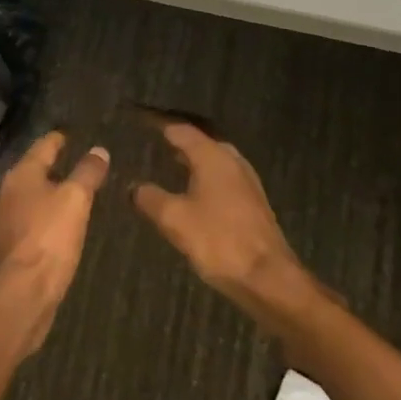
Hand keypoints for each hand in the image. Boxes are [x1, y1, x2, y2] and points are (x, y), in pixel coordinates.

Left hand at [0, 131, 108, 352]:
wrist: (22, 294)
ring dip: (48, 193)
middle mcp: (6, 192)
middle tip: (76, 162)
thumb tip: (99, 150)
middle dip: (52, 166)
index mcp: (21, 174)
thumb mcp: (76, 199)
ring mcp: (3, 221)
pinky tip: (57, 225)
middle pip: (33, 171)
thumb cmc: (49, 238)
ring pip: (29, 197)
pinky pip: (29, 221)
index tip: (71, 134)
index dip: (59, 139)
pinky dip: (43, 216)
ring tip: (70, 193)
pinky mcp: (8, 247)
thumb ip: (88, 172)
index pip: (43, 146)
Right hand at [133, 123, 322, 332]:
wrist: (266, 276)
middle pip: (202, 142)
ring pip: (215, 161)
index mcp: (213, 156)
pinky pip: (224, 178)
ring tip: (171, 165)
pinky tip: (195, 193)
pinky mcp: (253, 202)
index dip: (161, 126)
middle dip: (180, 142)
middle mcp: (232, 161)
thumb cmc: (218, 240)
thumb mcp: (174, 219)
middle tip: (156, 144)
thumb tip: (134, 186)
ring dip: (194, 161)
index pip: (182, 130)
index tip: (142, 124)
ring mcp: (247, 181)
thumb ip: (151, 198)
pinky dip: (206, 178)